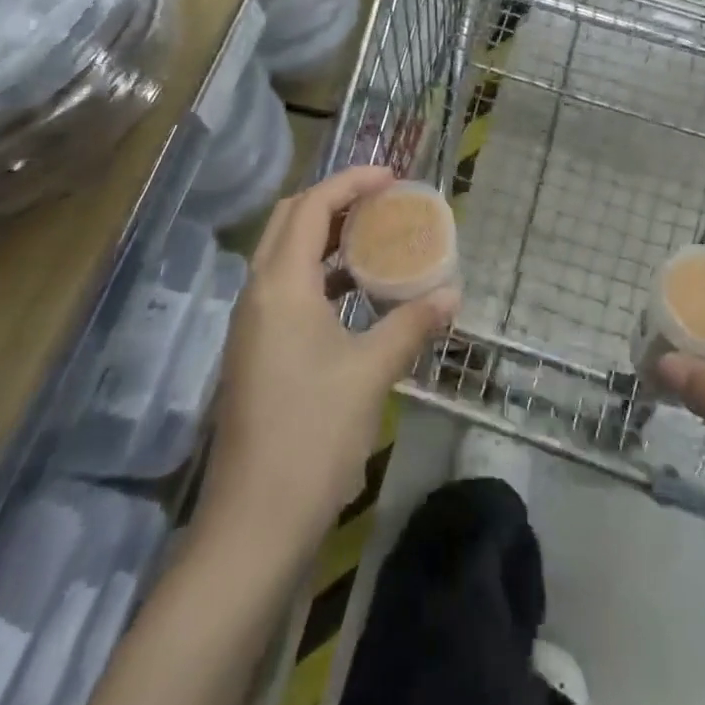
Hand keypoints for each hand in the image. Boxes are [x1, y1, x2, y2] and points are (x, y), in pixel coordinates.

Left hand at [200, 167, 458, 553]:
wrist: (253, 527)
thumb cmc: (313, 435)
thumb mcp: (371, 372)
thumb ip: (412, 324)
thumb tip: (453, 294)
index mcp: (280, 285)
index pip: (312, 205)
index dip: (351, 181)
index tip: (392, 177)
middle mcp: (258, 293)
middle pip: (290, 220)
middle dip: (335, 200)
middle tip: (382, 201)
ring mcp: (251, 325)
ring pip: (286, 254)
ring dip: (327, 236)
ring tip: (375, 237)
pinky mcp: (255, 352)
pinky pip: (287, 288)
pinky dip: (320, 274)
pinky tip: (355, 294)